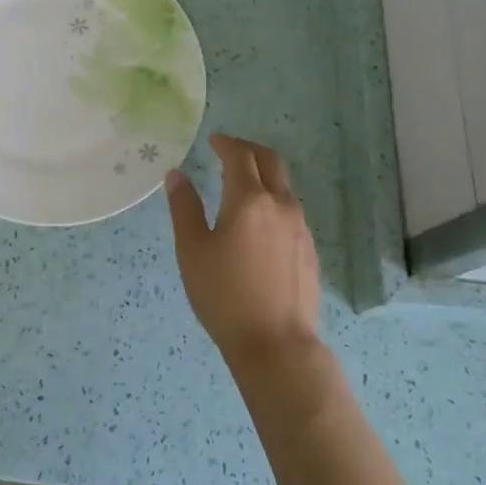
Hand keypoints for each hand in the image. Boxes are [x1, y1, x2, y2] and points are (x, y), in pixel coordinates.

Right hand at [165, 134, 320, 363]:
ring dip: (264, 175)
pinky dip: (273, 200)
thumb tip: (176, 175)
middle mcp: (280, 204)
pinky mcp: (309, 249)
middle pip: (270, 161)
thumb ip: (184, 207)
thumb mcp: (192, 250)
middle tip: (229, 151)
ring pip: (284, 186)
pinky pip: (291, 210)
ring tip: (241, 186)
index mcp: (248, 199)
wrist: (276, 344)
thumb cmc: (224, 294)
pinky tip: (259, 223)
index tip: (213, 140)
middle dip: (249, 150)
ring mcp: (300, 227)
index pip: (240, 155)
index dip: (225, 143)